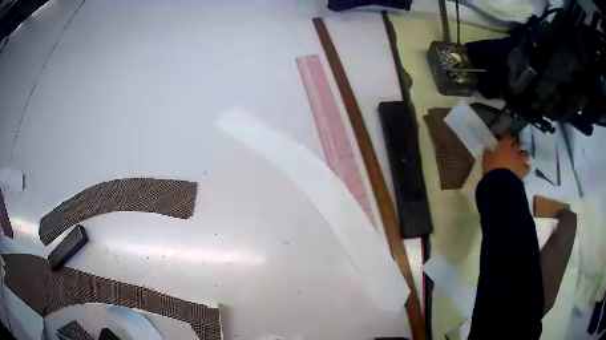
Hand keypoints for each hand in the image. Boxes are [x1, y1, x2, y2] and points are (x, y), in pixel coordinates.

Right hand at [483, 135, 529, 178]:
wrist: (501, 183)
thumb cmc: (492, 168)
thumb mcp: (487, 160)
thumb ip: (488, 153)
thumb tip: (487, 149)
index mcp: (505, 145)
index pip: (507, 137)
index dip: (505, 138)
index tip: (502, 141)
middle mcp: (514, 150)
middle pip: (518, 144)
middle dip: (516, 146)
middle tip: (512, 150)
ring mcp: (520, 160)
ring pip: (525, 155)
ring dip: (523, 156)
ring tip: (519, 159)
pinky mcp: (524, 170)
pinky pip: (527, 167)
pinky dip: (525, 168)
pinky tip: (522, 169)